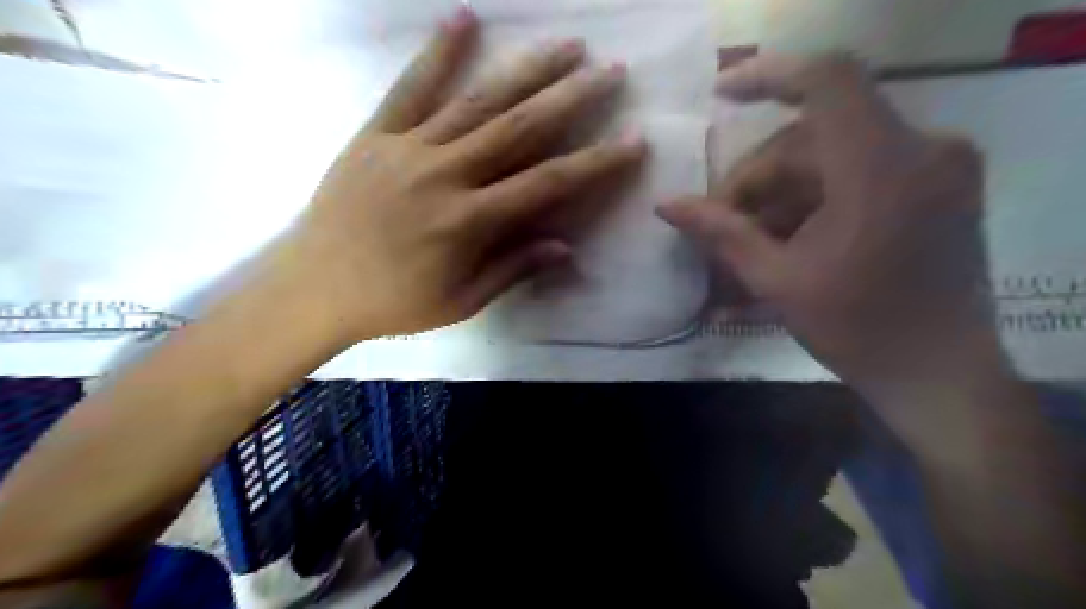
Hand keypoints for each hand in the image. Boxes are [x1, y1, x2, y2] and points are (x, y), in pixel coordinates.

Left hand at [275, 5, 641, 342]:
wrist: (313, 287)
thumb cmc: (393, 302)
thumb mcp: (461, 301)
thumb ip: (513, 269)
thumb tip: (565, 246)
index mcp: (469, 221)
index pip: (547, 183)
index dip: (594, 163)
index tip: (632, 141)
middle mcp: (446, 175)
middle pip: (520, 128)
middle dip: (571, 99)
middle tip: (610, 72)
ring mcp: (409, 148)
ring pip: (478, 101)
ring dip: (526, 70)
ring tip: (565, 45)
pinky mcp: (376, 134)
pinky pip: (410, 87)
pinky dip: (439, 51)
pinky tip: (465, 17)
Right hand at [656, 54, 1003, 399]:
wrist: (939, 374)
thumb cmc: (857, 330)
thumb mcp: (777, 280)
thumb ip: (721, 233)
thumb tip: (665, 205)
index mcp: (882, 167)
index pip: (826, 80)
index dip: (767, 75)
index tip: (719, 96)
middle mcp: (919, 148)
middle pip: (810, 138)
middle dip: (755, 180)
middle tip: (718, 226)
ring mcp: (932, 165)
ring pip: (827, 159)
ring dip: (778, 197)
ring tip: (744, 245)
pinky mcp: (933, 184)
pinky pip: (854, 176)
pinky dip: (810, 203)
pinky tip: (781, 241)